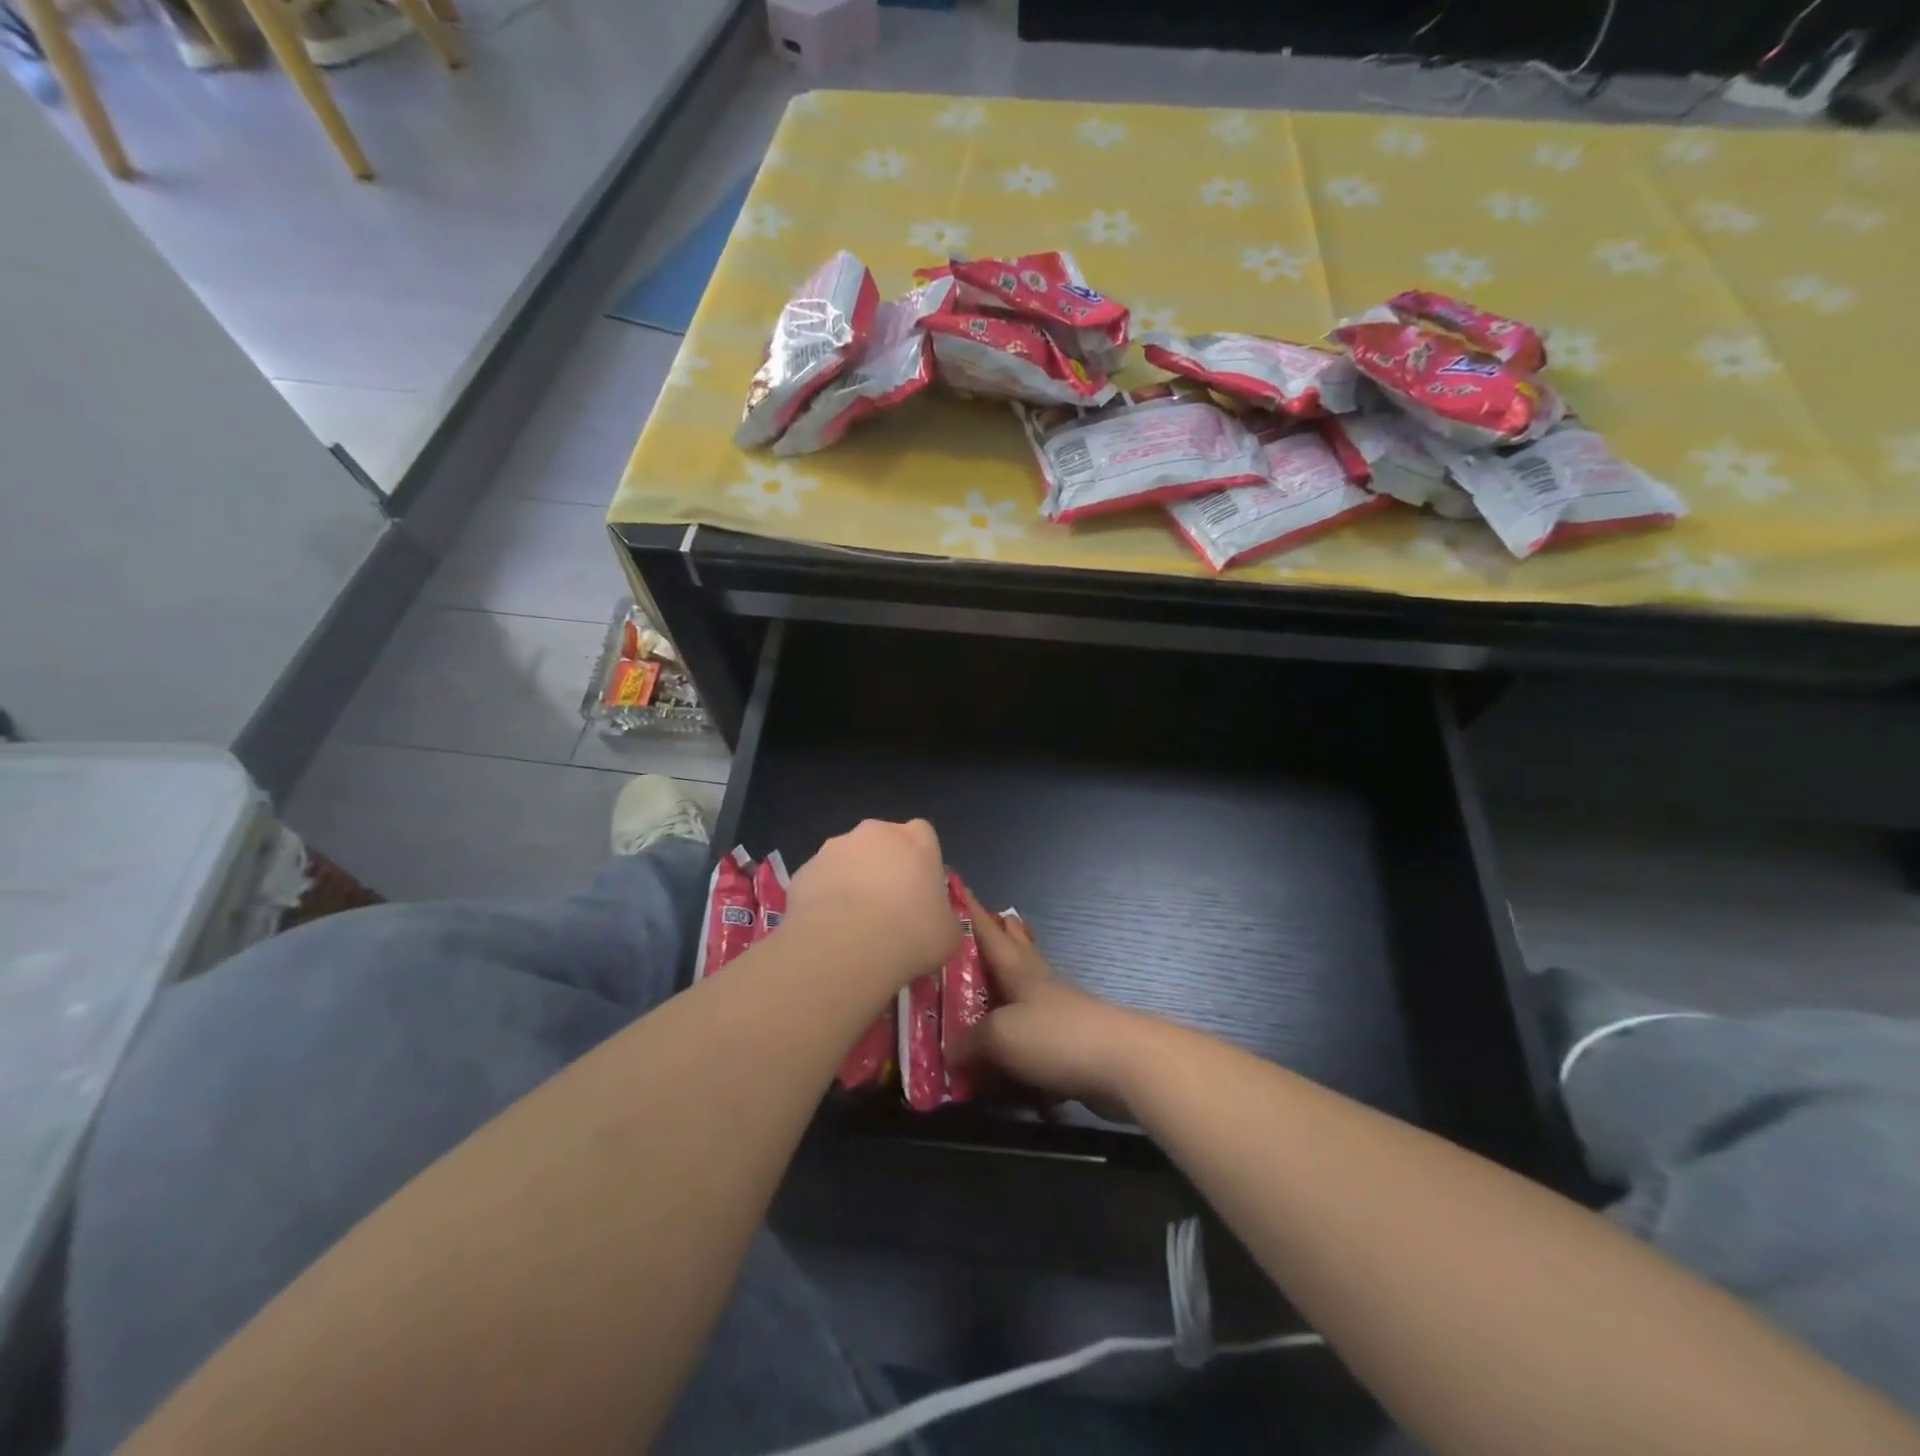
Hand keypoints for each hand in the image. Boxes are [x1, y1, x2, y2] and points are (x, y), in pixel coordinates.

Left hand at [784, 819, 958, 993]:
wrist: (846, 947)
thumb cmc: (911, 934)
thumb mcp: (948, 933)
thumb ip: (943, 916)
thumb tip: (935, 921)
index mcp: (916, 839)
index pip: (923, 835)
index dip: (921, 861)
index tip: (920, 890)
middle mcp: (875, 833)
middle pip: (882, 843)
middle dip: (883, 867)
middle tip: (887, 907)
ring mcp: (834, 848)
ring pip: (847, 860)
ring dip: (851, 881)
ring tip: (853, 924)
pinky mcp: (804, 870)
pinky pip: (820, 882)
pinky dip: (824, 899)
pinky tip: (828, 930)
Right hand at [958, 889, 1145, 1117]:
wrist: (1122, 1064)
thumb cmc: (1055, 1036)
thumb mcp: (1000, 1036)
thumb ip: (970, 1042)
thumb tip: (951, 1053)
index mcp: (1019, 973)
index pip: (990, 935)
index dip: (973, 913)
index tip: (960, 887)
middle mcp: (1040, 987)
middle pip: (1019, 953)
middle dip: (1005, 936)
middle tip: (996, 918)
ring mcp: (1060, 1015)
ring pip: (1029, 991)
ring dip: (1013, 984)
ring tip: (996, 984)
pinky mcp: (1072, 1046)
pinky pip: (1037, 1036)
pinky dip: (1022, 1038)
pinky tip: (1013, 1053)